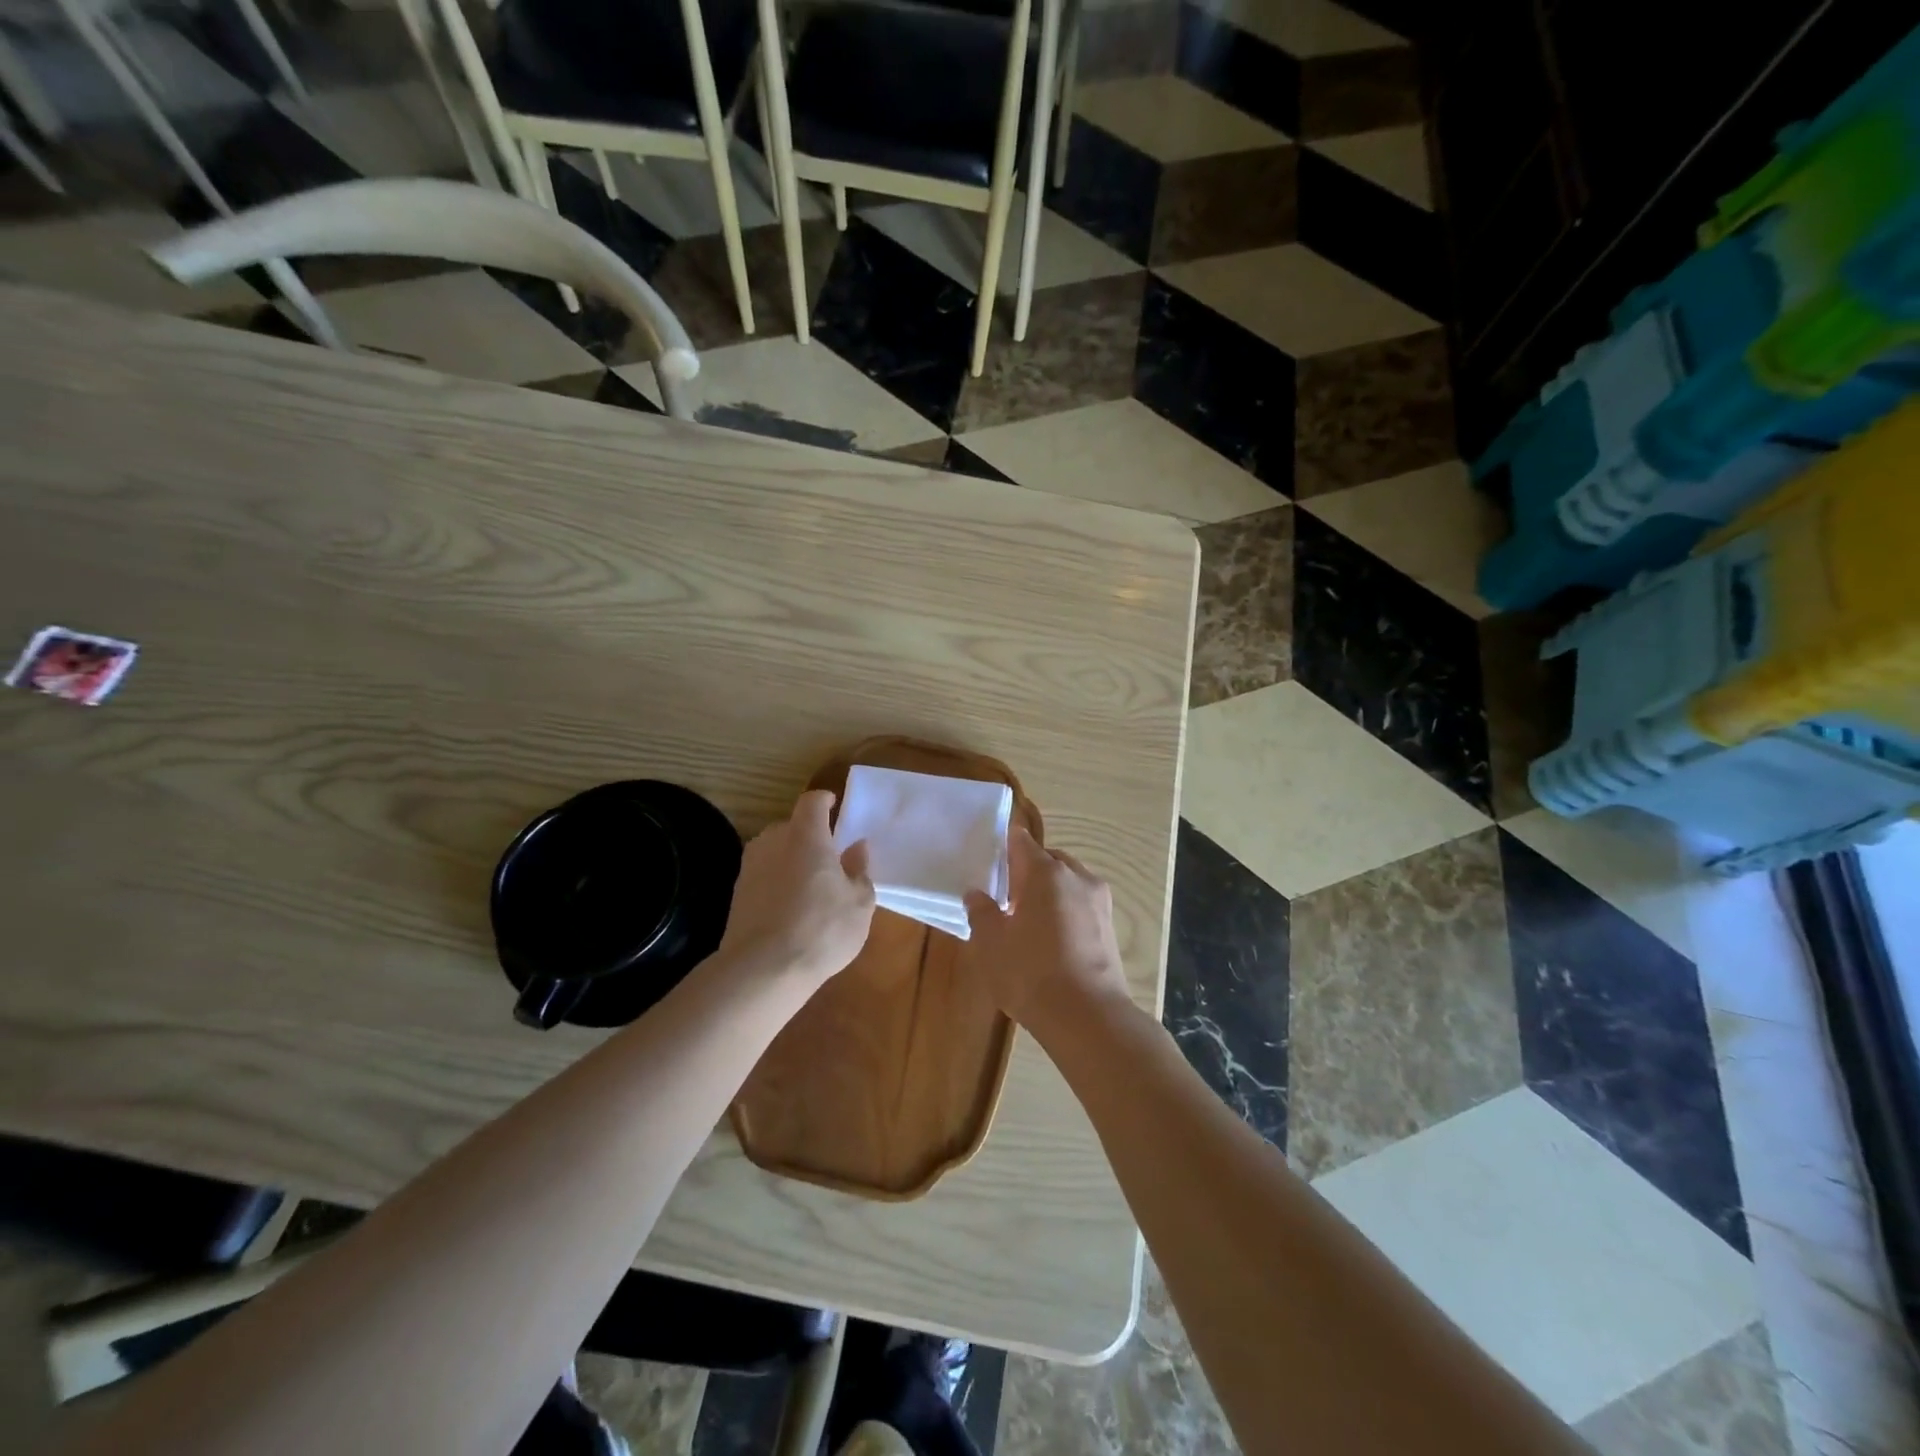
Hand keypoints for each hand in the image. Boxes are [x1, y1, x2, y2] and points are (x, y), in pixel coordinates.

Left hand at [718, 790, 874, 984]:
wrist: (763, 969)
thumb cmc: (822, 929)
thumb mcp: (859, 903)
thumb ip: (859, 870)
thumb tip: (858, 847)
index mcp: (806, 836)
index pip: (812, 802)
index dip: (824, 800)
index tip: (835, 805)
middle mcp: (773, 841)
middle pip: (792, 826)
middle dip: (809, 835)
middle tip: (829, 856)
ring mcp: (750, 867)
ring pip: (774, 851)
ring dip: (791, 859)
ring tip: (809, 884)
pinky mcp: (736, 894)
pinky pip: (763, 875)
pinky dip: (776, 881)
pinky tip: (789, 907)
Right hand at [964, 827, 1128, 1032]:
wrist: (1087, 1016)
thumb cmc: (1030, 972)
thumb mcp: (991, 943)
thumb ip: (981, 912)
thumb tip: (976, 894)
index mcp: (1045, 872)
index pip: (1021, 841)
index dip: (1004, 845)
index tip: (991, 858)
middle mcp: (1077, 877)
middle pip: (1048, 859)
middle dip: (1028, 871)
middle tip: (1007, 895)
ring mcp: (1099, 902)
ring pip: (1069, 883)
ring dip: (1050, 892)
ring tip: (1029, 920)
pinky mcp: (1111, 928)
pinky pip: (1082, 906)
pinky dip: (1066, 912)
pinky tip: (1052, 940)